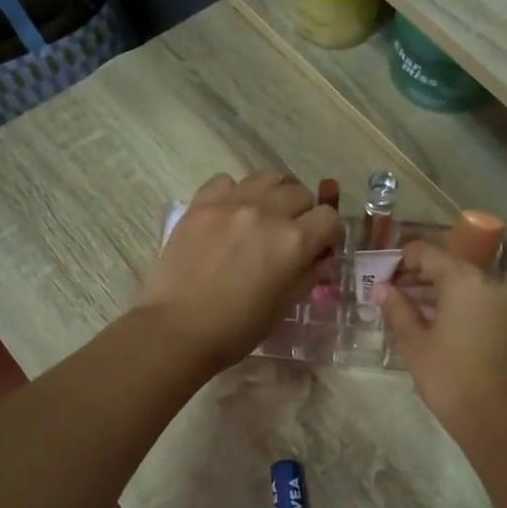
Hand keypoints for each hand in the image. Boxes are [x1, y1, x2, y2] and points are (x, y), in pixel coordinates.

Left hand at [134, 170, 341, 373]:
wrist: (177, 330)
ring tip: (262, 216)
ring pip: (267, 178)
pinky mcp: (200, 204)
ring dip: (273, 195)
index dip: (329, 233)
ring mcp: (231, 204)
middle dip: (302, 213)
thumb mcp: (284, 306)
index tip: (320, 246)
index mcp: (294, 241)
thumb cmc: (237, 329)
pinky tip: (229, 215)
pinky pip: (227, 181)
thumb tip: (321, 259)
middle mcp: (267, 212)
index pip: (329, 217)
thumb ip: (308, 275)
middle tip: (289, 235)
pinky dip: (235, 193)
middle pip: (300, 193)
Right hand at [376, 239, 506, 436]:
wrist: (494, 417)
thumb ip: (396, 309)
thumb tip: (382, 289)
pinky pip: (472, 300)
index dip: (399, 260)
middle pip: (446, 265)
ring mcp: (500, 302)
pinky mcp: (505, 322)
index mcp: (463, 280)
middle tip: (386, 292)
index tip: (377, 275)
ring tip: (401, 309)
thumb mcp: (414, 342)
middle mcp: (486, 282)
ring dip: (431, 291)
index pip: (426, 253)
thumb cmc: (448, 376)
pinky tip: (426, 322)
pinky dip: (449, 304)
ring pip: (460, 283)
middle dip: (415, 275)